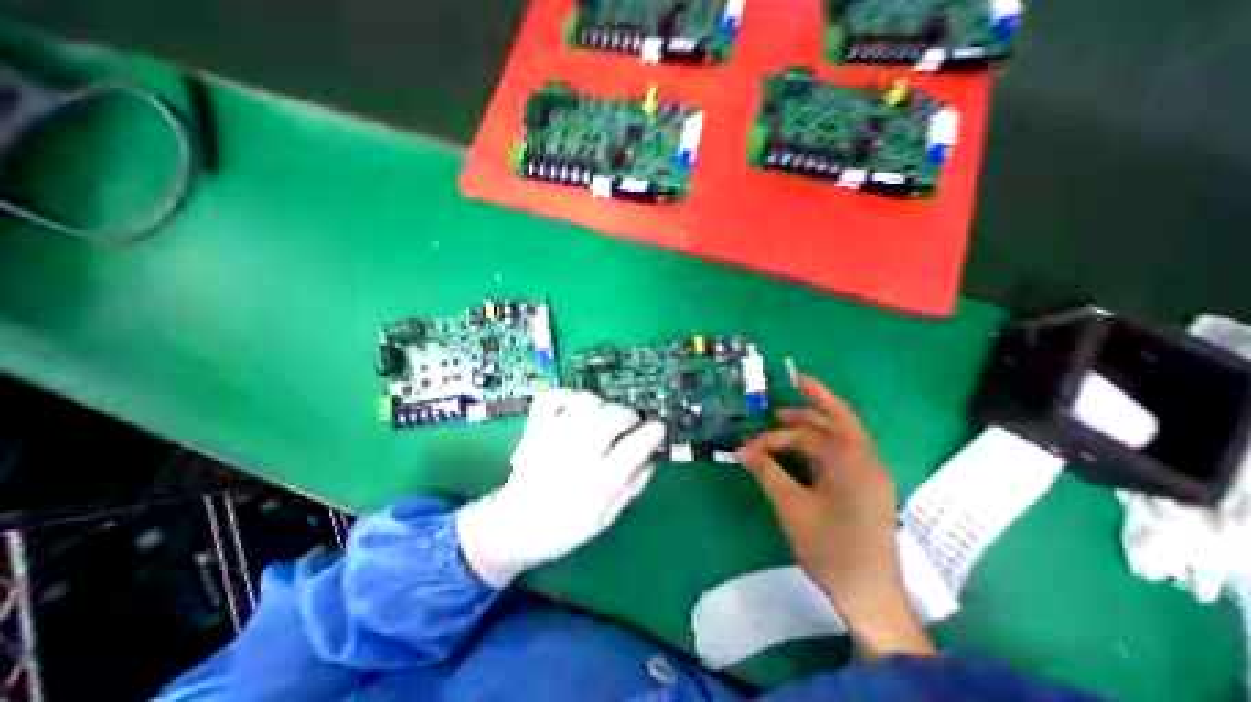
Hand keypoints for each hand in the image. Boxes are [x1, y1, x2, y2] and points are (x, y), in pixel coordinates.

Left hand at [457, 390, 668, 585]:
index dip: (654, 432)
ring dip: (601, 405)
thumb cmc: (565, 527)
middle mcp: (576, 455)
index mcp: (598, 483)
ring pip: (587, 402)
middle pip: (613, 415)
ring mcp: (553, 437)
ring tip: (601, 418)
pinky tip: (575, 408)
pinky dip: (567, 395)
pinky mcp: (535, 428)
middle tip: (629, 425)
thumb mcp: (607, 517)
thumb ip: (634, 485)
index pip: (635, 446)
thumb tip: (654, 455)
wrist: (513, 527)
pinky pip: (553, 396)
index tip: (658, 428)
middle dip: (629, 415)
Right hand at [736, 375, 932, 659]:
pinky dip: (811, 455)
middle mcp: (865, 465)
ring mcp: (866, 480)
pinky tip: (792, 459)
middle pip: (831, 430)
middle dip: (802, 418)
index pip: (829, 421)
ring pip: (832, 445)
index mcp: (855, 463)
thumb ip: (766, 471)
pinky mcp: (861, 493)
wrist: (867, 598)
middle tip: (773, 413)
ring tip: (776, 436)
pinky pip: (834, 461)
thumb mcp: (792, 505)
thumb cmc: (831, 548)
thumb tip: (741, 449)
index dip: (816, 395)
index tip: (793, 380)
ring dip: (805, 437)